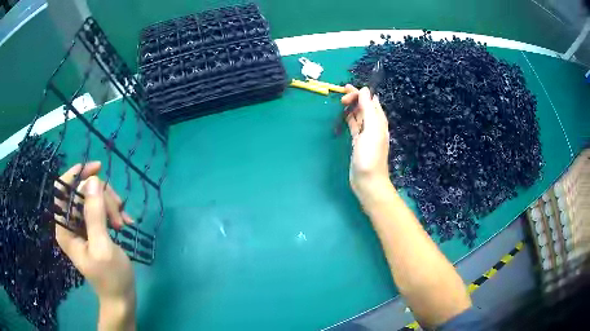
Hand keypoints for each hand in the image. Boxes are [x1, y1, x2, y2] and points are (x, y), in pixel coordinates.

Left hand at [54, 162, 135, 329]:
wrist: (122, 297)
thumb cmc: (111, 277)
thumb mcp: (103, 246)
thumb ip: (95, 214)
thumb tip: (92, 180)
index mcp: (65, 228)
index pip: (61, 190)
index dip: (75, 175)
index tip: (96, 169)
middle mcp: (70, 223)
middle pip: (82, 192)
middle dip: (101, 197)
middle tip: (118, 214)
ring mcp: (82, 225)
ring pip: (94, 197)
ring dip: (111, 205)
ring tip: (123, 222)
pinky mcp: (93, 228)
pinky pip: (102, 207)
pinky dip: (115, 211)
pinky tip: (126, 223)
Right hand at [341, 85, 393, 205]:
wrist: (368, 181)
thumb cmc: (370, 156)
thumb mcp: (371, 129)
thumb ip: (368, 109)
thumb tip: (365, 90)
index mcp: (379, 121)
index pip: (371, 100)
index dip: (360, 93)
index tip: (346, 91)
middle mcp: (374, 125)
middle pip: (365, 106)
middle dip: (355, 99)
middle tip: (342, 98)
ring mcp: (366, 134)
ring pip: (359, 115)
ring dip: (352, 108)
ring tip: (341, 102)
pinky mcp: (358, 142)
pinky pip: (355, 126)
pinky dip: (350, 119)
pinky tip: (344, 116)